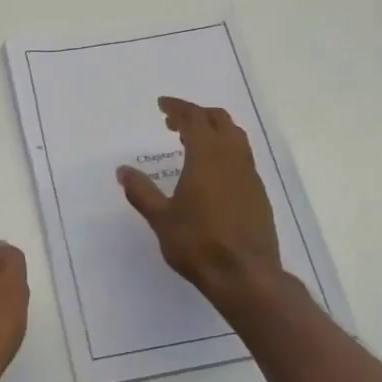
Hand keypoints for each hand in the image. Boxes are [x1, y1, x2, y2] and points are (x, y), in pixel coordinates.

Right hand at [117, 97, 281, 301]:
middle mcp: (233, 159)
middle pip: (220, 121)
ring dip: (214, 131)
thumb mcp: (161, 219)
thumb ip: (141, 191)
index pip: (194, 118)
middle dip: (197, 115)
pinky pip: (242, 157)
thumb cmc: (198, 244)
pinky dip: (225, 150)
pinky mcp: (258, 194)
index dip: (178, 107)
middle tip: (174, 122)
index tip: (162, 105)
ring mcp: (250, 176)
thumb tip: (123, 170)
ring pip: (236, 138)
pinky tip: (212, 171)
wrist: (246, 276)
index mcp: (207, 157)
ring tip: (192, 142)